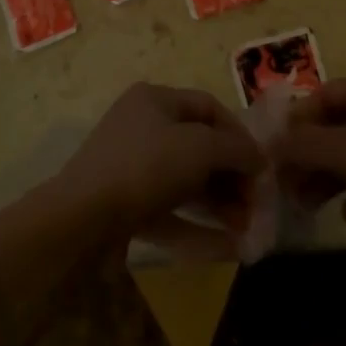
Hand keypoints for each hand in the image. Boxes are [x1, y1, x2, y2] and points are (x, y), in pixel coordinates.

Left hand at [53, 83, 264, 246]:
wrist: (82, 218)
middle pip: (199, 145)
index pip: (208, 106)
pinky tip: (227, 245)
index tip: (262, 165)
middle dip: (232, 174)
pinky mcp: (126, 204)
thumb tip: (258, 158)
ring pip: (186, 180)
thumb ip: (235, 149)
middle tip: (256, 204)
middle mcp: (143, 126)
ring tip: (247, 227)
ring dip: (220, 201)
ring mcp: (132, 166)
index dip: (239, 133)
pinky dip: (198, 225)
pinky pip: (170, 210)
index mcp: (156, 99)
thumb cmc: (146, 167)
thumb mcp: (200, 148)